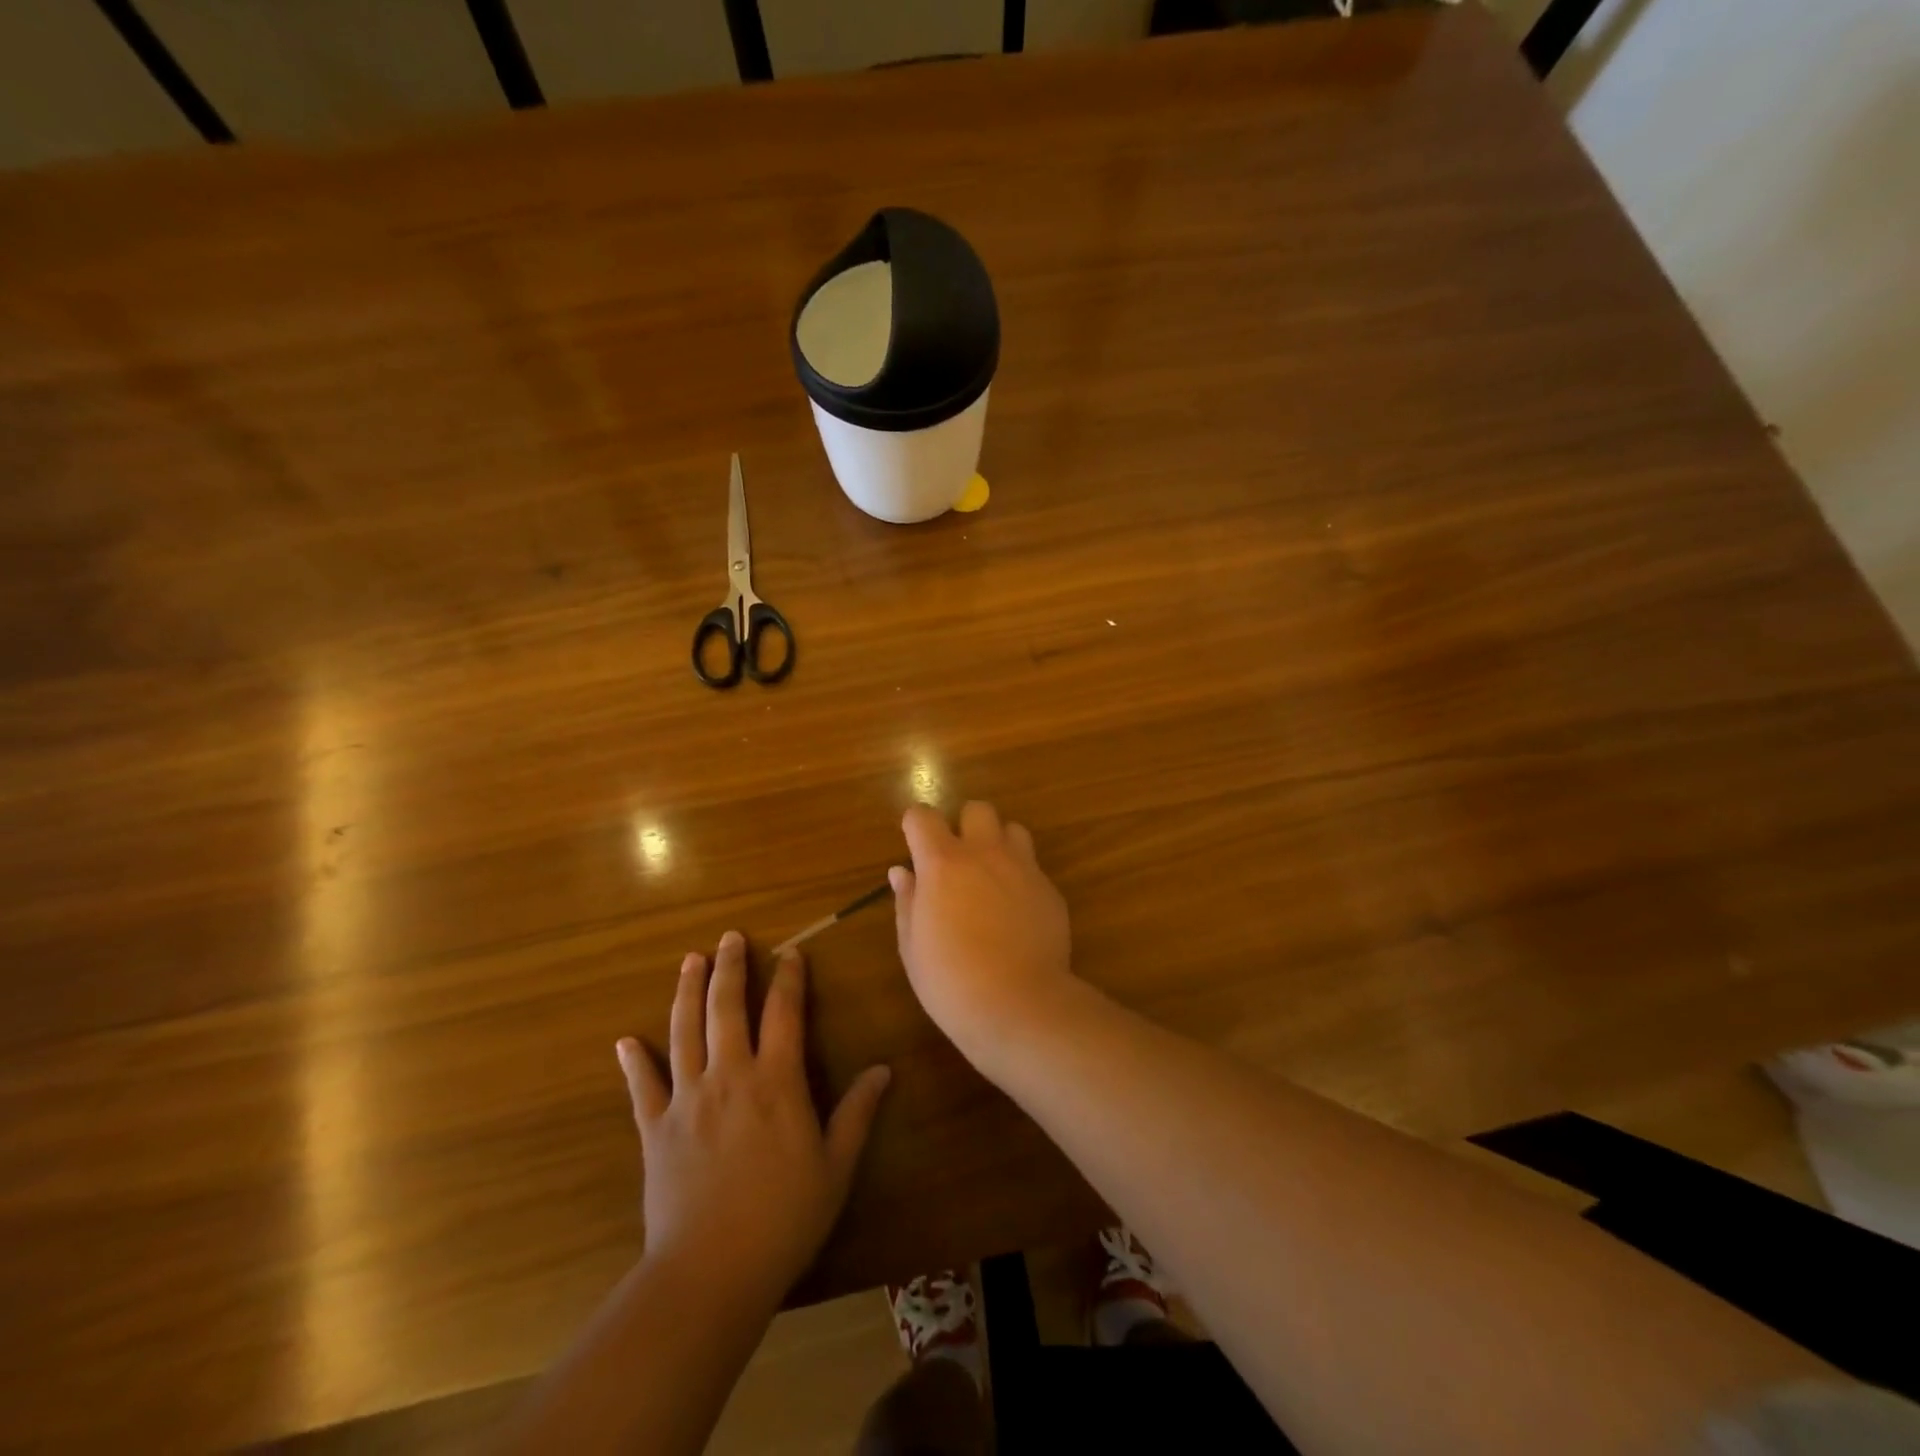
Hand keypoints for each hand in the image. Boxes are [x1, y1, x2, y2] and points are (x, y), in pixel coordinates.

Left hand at [616, 932, 889, 1306]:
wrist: (710, 1272)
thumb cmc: (783, 1218)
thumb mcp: (835, 1167)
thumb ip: (857, 1113)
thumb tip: (884, 1069)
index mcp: (776, 1081)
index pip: (784, 1013)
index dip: (789, 978)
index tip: (790, 953)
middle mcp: (730, 1076)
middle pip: (727, 1008)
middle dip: (730, 968)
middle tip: (729, 938)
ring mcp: (687, 1099)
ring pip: (685, 1031)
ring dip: (687, 992)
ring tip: (689, 961)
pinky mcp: (655, 1129)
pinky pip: (642, 1087)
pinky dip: (634, 1062)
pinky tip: (626, 1041)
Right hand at [892, 802, 1076, 1061]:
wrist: (1019, 1005)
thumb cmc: (951, 981)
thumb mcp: (913, 946)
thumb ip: (907, 901)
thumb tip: (902, 872)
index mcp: (943, 863)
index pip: (923, 816)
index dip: (915, 825)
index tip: (914, 845)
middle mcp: (985, 854)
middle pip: (977, 809)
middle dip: (964, 825)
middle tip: (957, 860)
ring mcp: (1023, 868)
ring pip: (1013, 829)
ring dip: (998, 843)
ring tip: (990, 876)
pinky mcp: (1050, 890)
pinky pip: (1033, 867)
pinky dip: (1020, 877)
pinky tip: (1015, 912)